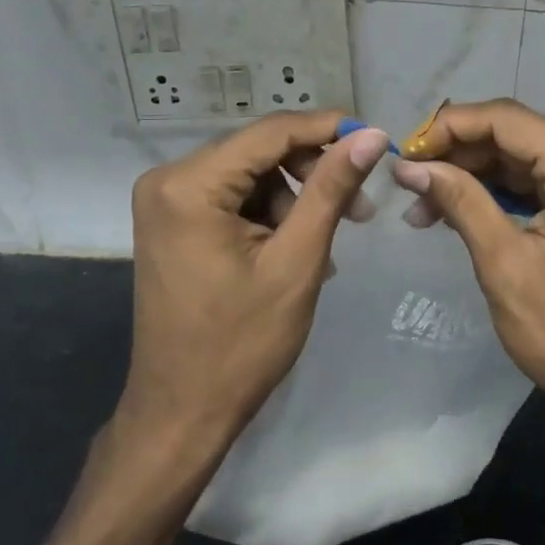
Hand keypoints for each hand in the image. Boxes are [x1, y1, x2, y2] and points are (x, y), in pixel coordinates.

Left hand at [118, 111, 388, 448]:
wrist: (181, 414)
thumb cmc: (241, 344)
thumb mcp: (297, 260)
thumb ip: (332, 189)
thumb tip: (372, 135)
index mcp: (189, 185)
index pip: (271, 132)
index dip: (329, 130)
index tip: (377, 139)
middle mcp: (169, 180)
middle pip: (260, 150)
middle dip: (314, 172)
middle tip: (362, 206)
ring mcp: (167, 201)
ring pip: (252, 173)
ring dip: (297, 198)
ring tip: (329, 243)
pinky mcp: (174, 222)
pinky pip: (235, 197)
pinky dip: (272, 214)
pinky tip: (298, 248)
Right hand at [390, 100, 544, 443]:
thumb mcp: (505, 266)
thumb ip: (460, 201)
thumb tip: (410, 165)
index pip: (509, 120)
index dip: (451, 126)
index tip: (406, 150)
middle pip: (518, 136)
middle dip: (459, 155)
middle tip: (409, 182)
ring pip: (526, 158)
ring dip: (475, 175)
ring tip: (423, 203)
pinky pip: (542, 181)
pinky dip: (501, 192)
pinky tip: (459, 208)